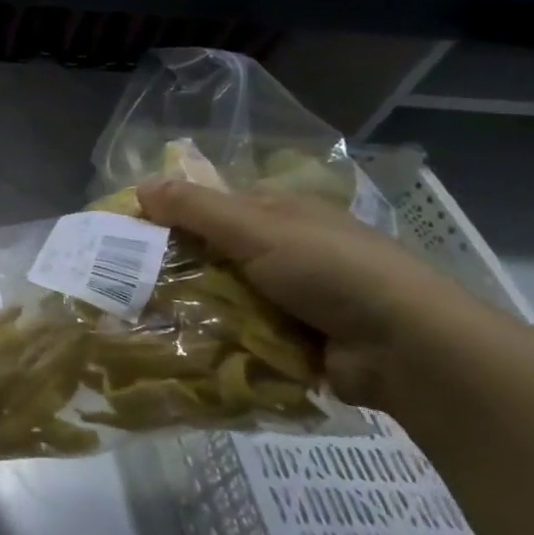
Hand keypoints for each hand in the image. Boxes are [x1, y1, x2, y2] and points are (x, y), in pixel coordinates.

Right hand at [137, 177, 489, 410]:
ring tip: (141, 320)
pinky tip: (177, 346)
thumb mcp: (257, 229)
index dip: (170, 217)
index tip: (129, 237)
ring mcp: (289, 296)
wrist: (407, 348)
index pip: (211, 207)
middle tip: (126, 284)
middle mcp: (283, 250)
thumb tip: (139, 185)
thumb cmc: (331, 270)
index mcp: (279, 213)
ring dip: (191, 307)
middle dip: (175, 268)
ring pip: (221, 296)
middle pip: (211, 254)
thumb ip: (196, 209)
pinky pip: (238, 333)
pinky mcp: (291, 338)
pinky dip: (214, 339)